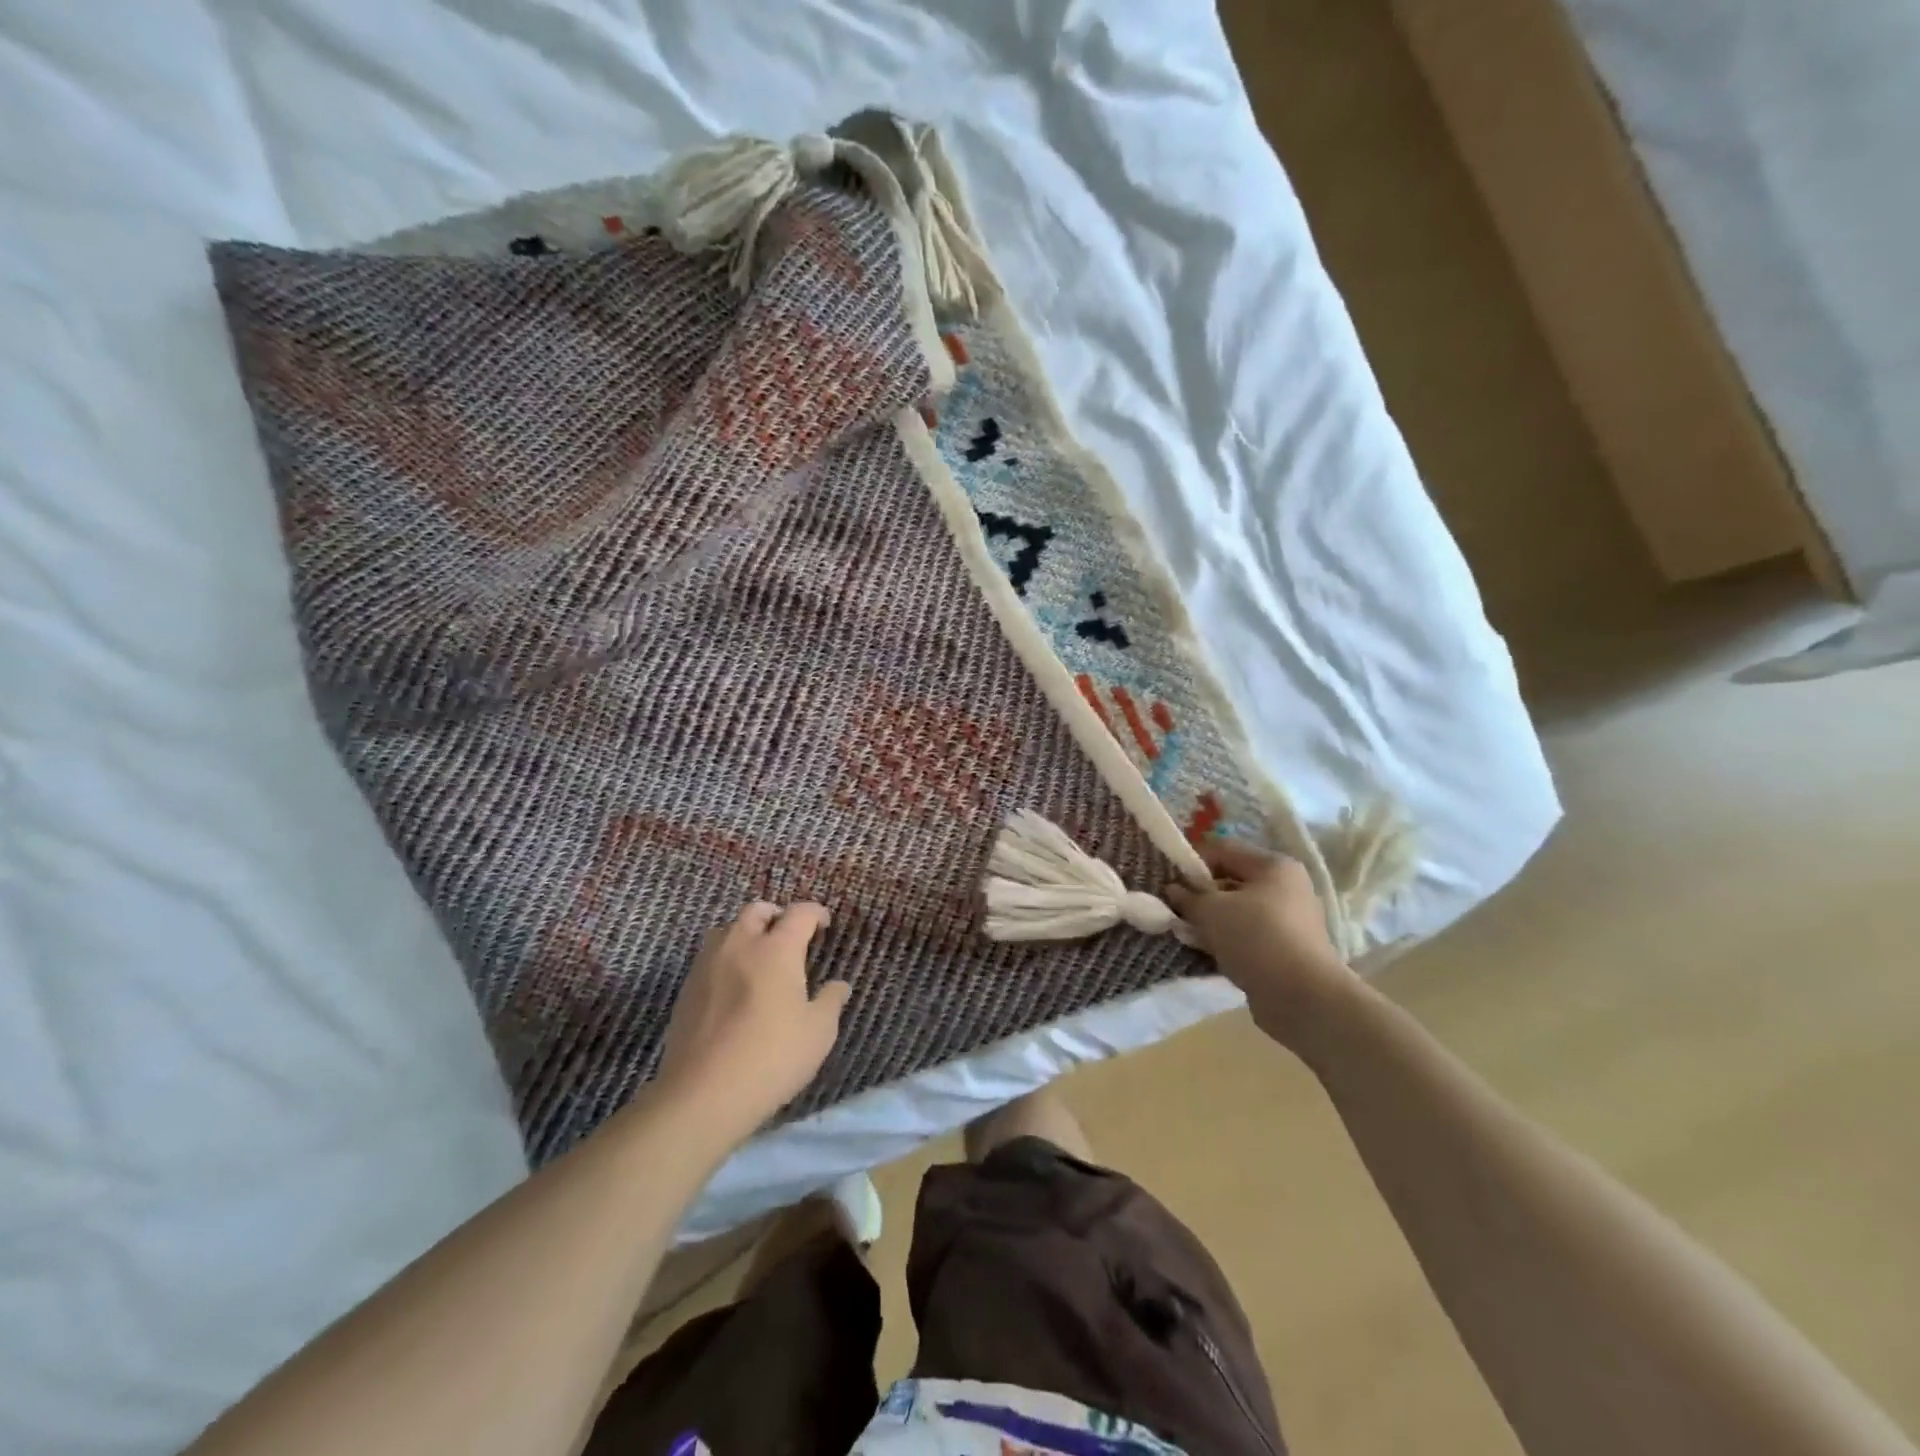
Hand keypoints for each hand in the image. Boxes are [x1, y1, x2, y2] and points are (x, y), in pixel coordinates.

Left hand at [654, 901, 848, 1142]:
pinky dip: (727, 957)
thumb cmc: (771, 1057)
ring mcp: (708, 965)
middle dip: (776, 915)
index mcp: (777, 949)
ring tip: (759, 957)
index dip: (815, 913)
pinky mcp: (687, 988)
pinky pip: (710, 957)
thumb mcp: (818, 1033)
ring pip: (728, 929)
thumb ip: (830, 1002)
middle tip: (790, 935)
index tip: (824, 924)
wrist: (702, 1094)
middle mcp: (740, 945)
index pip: (799, 913)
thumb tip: (838, 985)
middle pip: (757, 911)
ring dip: (747, 933)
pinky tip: (735, 986)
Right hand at [1165, 840, 1353, 1049]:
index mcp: (1274, 866)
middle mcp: (1286, 888)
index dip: (1193, 862)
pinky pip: (1247, 936)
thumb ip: (1188, 896)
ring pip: (1237, 912)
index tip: (1170, 881)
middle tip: (1175, 909)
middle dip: (1200, 894)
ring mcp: (1288, 921)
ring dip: (1211, 921)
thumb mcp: (1211, 911)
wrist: (1302, 998)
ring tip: (1187, 934)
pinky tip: (1206, 953)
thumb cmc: (1256, 938)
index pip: (1224, 849)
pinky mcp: (1285, 951)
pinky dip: (1226, 941)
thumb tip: (1173, 890)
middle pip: (1231, 881)